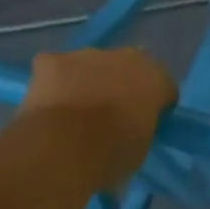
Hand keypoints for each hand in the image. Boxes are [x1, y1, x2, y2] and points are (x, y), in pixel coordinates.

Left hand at [20, 47, 176, 175]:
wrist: (63, 148)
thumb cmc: (111, 154)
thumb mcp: (141, 147)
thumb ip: (141, 127)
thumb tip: (130, 128)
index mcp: (156, 78)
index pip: (162, 88)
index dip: (152, 107)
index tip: (141, 125)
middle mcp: (128, 57)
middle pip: (128, 68)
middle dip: (121, 85)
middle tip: (109, 115)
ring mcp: (89, 54)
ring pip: (91, 65)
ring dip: (88, 81)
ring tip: (73, 112)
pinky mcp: (52, 60)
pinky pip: (54, 67)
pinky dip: (52, 82)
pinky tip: (47, 103)